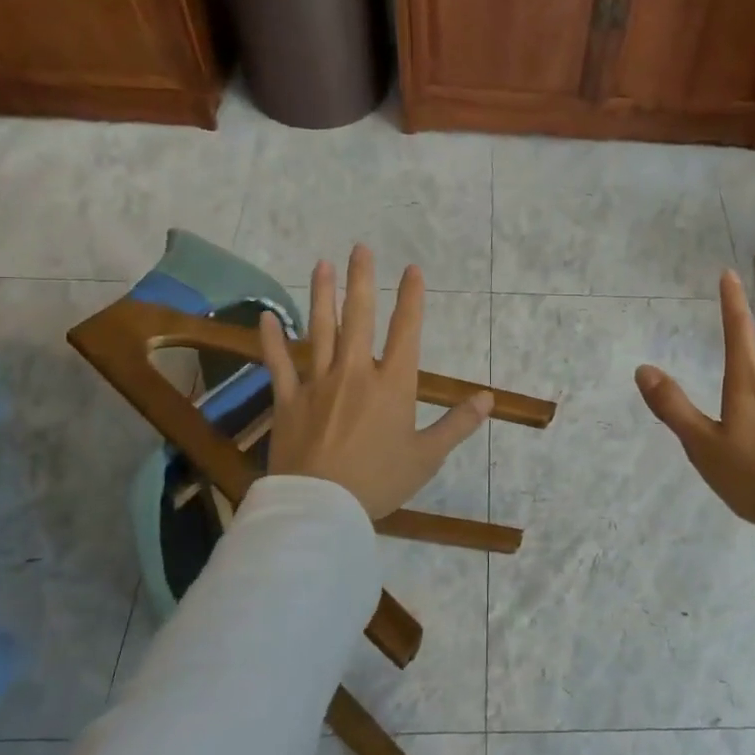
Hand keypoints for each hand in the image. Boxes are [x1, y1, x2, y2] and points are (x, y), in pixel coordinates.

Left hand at [259, 245, 492, 518]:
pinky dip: (271, 340)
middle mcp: (356, 372)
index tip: (412, 270)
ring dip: (322, 295)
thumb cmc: (379, 481)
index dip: (411, 298)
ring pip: (320, 330)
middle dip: (362, 280)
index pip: (406, 331)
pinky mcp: (289, 400)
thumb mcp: (427, 456)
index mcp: (393, 384)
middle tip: (360, 249)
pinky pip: (278, 364)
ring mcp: (318, 383)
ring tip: (321, 265)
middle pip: (359, 317)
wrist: (322, 505)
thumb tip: (487, 398)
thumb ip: (457, 424)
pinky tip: (267, 317)